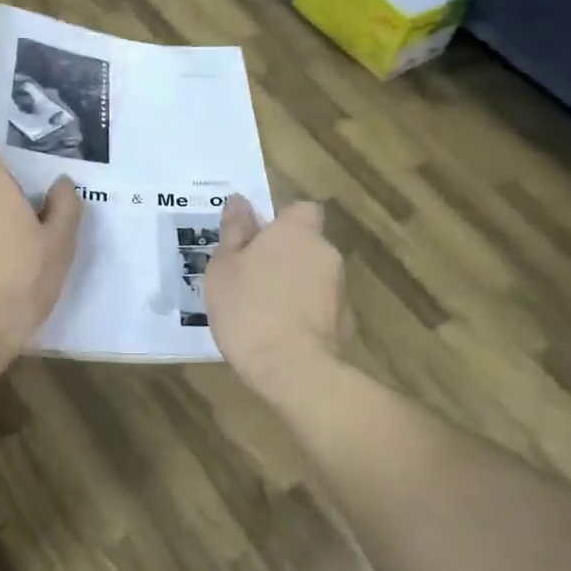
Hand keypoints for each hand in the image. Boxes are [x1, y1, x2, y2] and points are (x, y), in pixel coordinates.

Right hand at [204, 196, 349, 394]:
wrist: (291, 368)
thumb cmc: (248, 309)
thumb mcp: (224, 268)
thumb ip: (234, 231)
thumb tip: (239, 201)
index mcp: (296, 232)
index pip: (301, 210)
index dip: (282, 222)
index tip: (258, 241)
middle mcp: (325, 253)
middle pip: (306, 245)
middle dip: (285, 257)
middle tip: (251, 280)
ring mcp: (340, 289)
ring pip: (313, 277)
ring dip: (294, 287)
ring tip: (263, 313)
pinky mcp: (346, 322)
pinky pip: (320, 308)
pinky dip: (305, 315)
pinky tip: (281, 335)